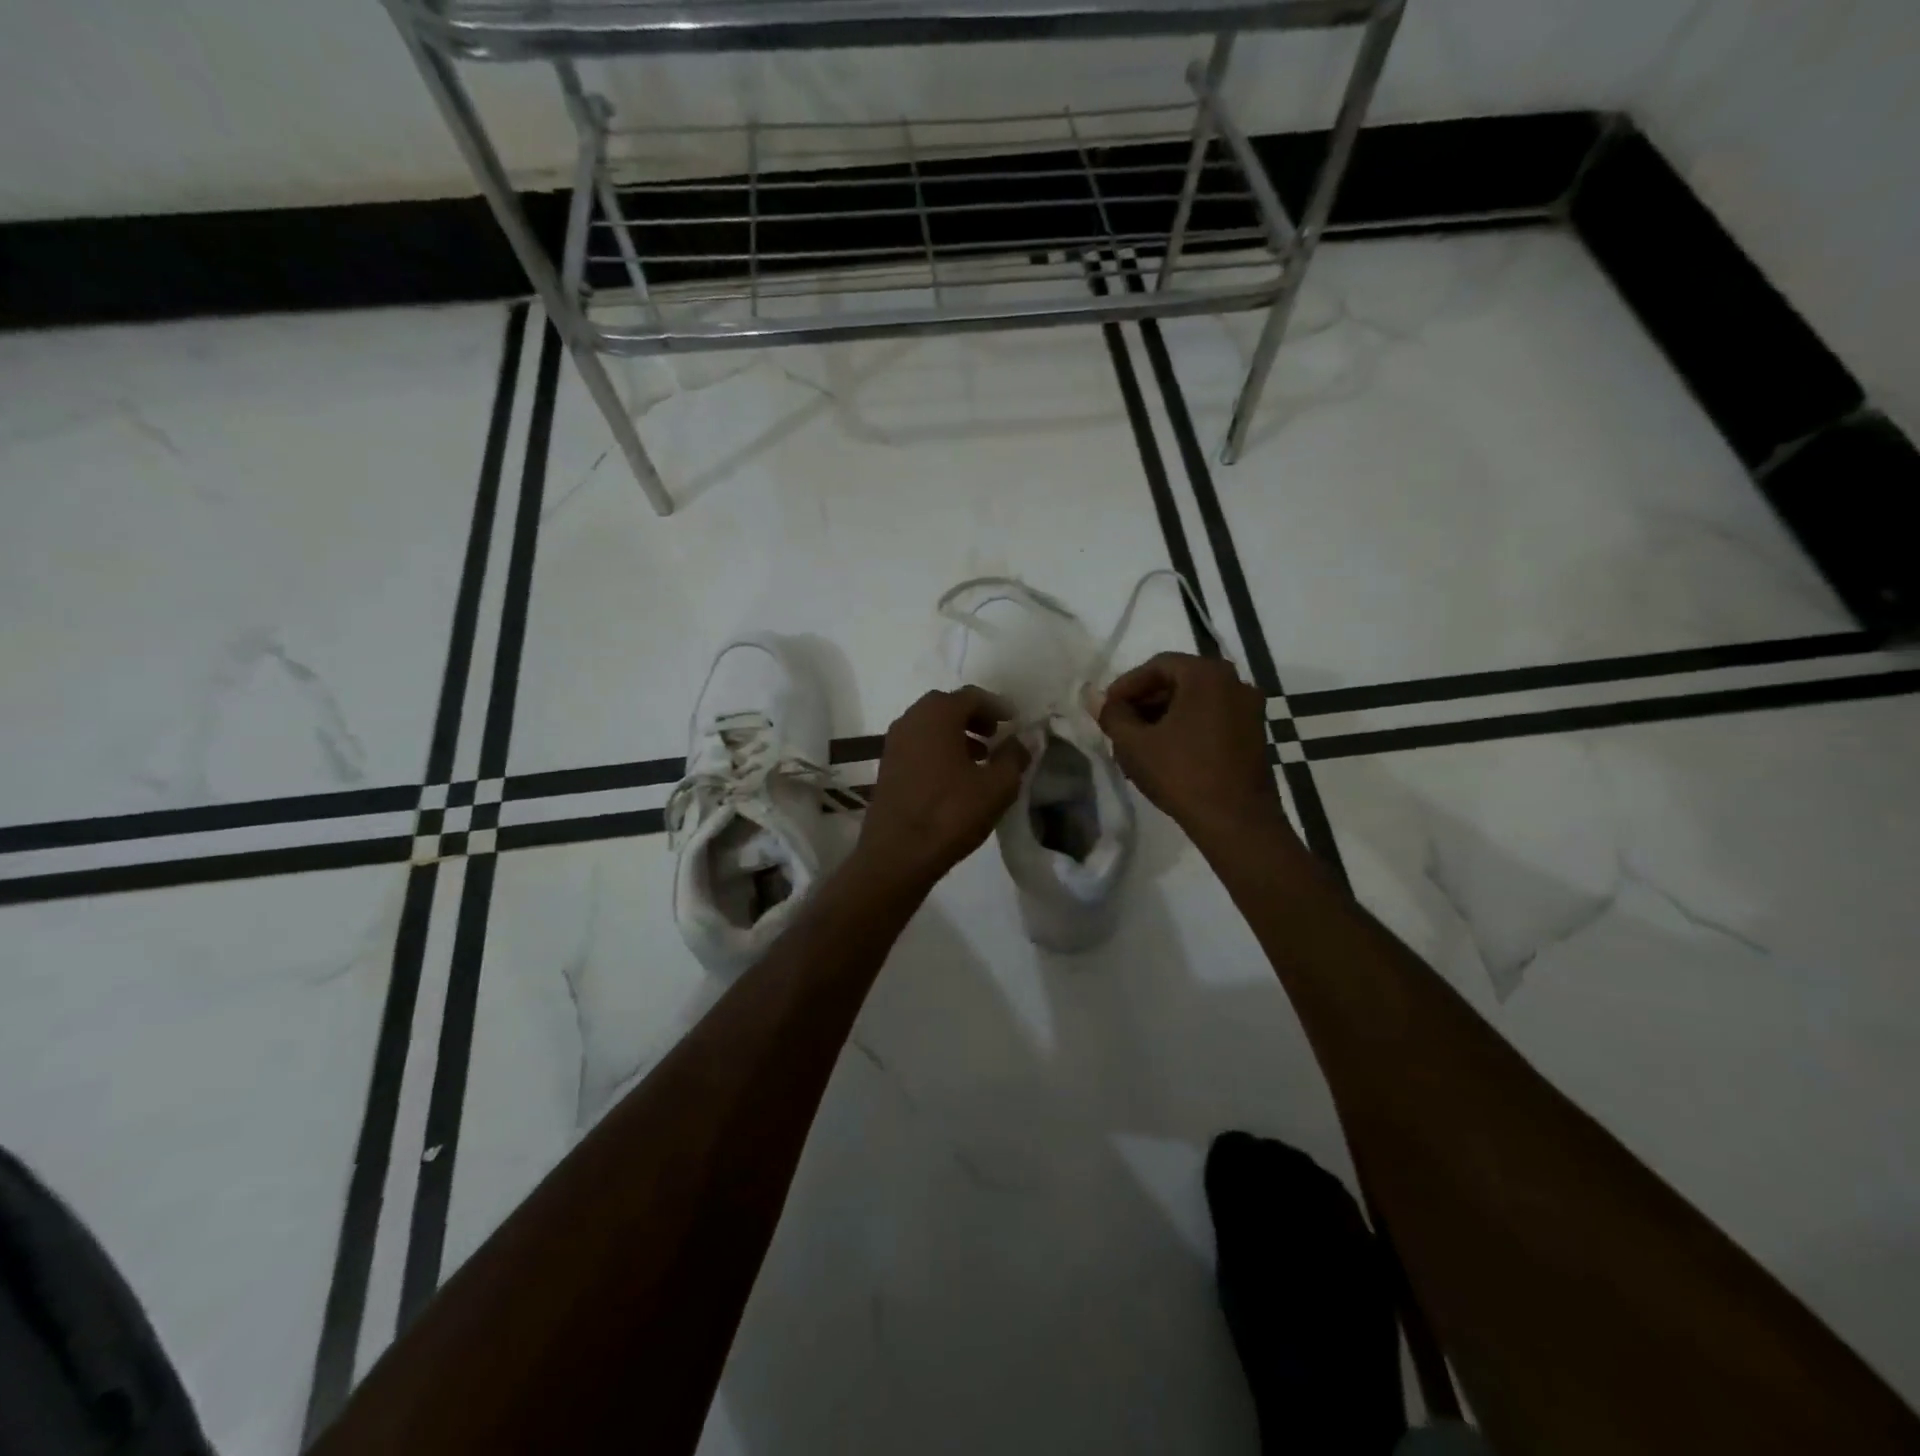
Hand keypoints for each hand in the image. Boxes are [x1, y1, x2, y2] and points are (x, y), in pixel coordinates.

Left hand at [851, 687, 1029, 895]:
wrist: (897, 854)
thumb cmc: (950, 814)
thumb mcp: (996, 787)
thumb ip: (1015, 757)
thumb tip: (1024, 739)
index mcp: (937, 715)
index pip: (971, 696)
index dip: (997, 706)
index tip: (1014, 722)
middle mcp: (910, 720)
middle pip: (947, 707)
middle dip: (974, 717)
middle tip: (996, 735)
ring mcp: (893, 743)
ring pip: (930, 727)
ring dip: (956, 734)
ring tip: (980, 758)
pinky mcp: (887, 767)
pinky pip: (918, 745)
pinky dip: (938, 750)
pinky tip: (955, 777)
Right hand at [1097, 652, 1289, 845]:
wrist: (1236, 821)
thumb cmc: (1181, 774)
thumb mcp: (1134, 744)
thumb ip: (1112, 715)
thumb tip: (1095, 699)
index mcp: (1207, 675)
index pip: (1158, 665)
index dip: (1127, 685)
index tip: (1108, 708)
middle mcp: (1234, 682)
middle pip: (1179, 681)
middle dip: (1146, 701)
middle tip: (1120, 725)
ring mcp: (1249, 709)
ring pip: (1196, 701)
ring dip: (1164, 715)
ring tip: (1139, 743)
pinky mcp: (1255, 734)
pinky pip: (1213, 718)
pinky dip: (1187, 727)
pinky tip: (1167, 753)